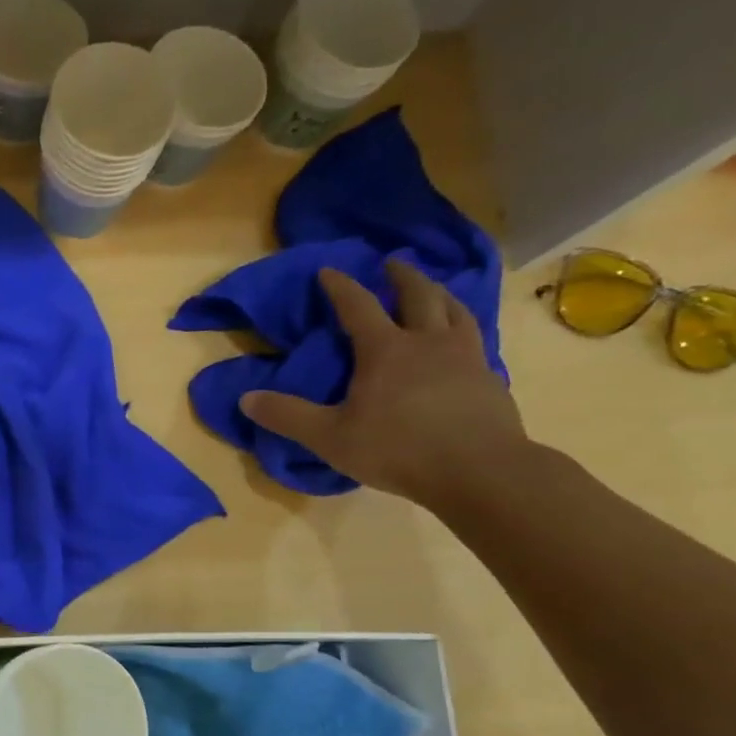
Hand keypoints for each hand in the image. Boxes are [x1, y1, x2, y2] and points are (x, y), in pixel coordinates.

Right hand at [240, 259, 527, 510]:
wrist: (479, 471)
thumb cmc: (397, 450)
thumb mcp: (329, 437)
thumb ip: (287, 416)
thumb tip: (245, 398)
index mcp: (385, 350)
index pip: (358, 306)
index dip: (340, 286)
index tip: (328, 270)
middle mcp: (427, 342)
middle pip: (418, 295)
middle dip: (402, 276)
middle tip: (392, 264)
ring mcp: (465, 357)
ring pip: (455, 310)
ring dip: (440, 294)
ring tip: (433, 291)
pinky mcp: (490, 378)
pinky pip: (475, 340)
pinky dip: (463, 329)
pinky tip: (461, 340)